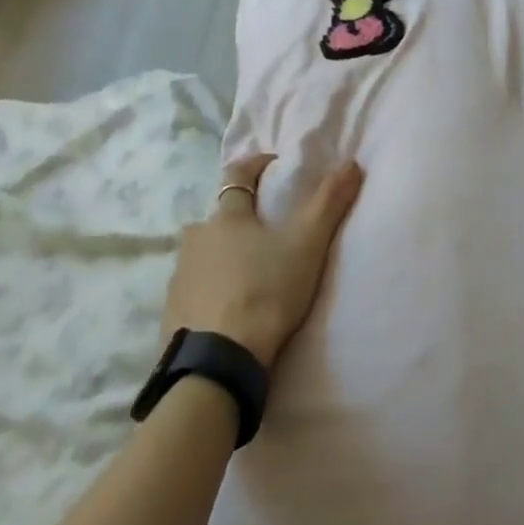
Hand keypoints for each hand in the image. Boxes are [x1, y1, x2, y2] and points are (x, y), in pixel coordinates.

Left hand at [163, 155, 362, 369]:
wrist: (218, 361)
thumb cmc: (266, 292)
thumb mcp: (307, 245)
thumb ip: (329, 202)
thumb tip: (351, 162)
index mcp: (227, 217)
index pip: (237, 175)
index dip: (255, 165)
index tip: (273, 165)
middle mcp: (197, 238)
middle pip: (218, 217)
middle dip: (240, 218)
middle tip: (266, 233)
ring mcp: (179, 275)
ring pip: (204, 253)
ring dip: (223, 254)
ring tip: (248, 272)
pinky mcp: (172, 311)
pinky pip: (194, 288)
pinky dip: (210, 288)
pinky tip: (226, 306)